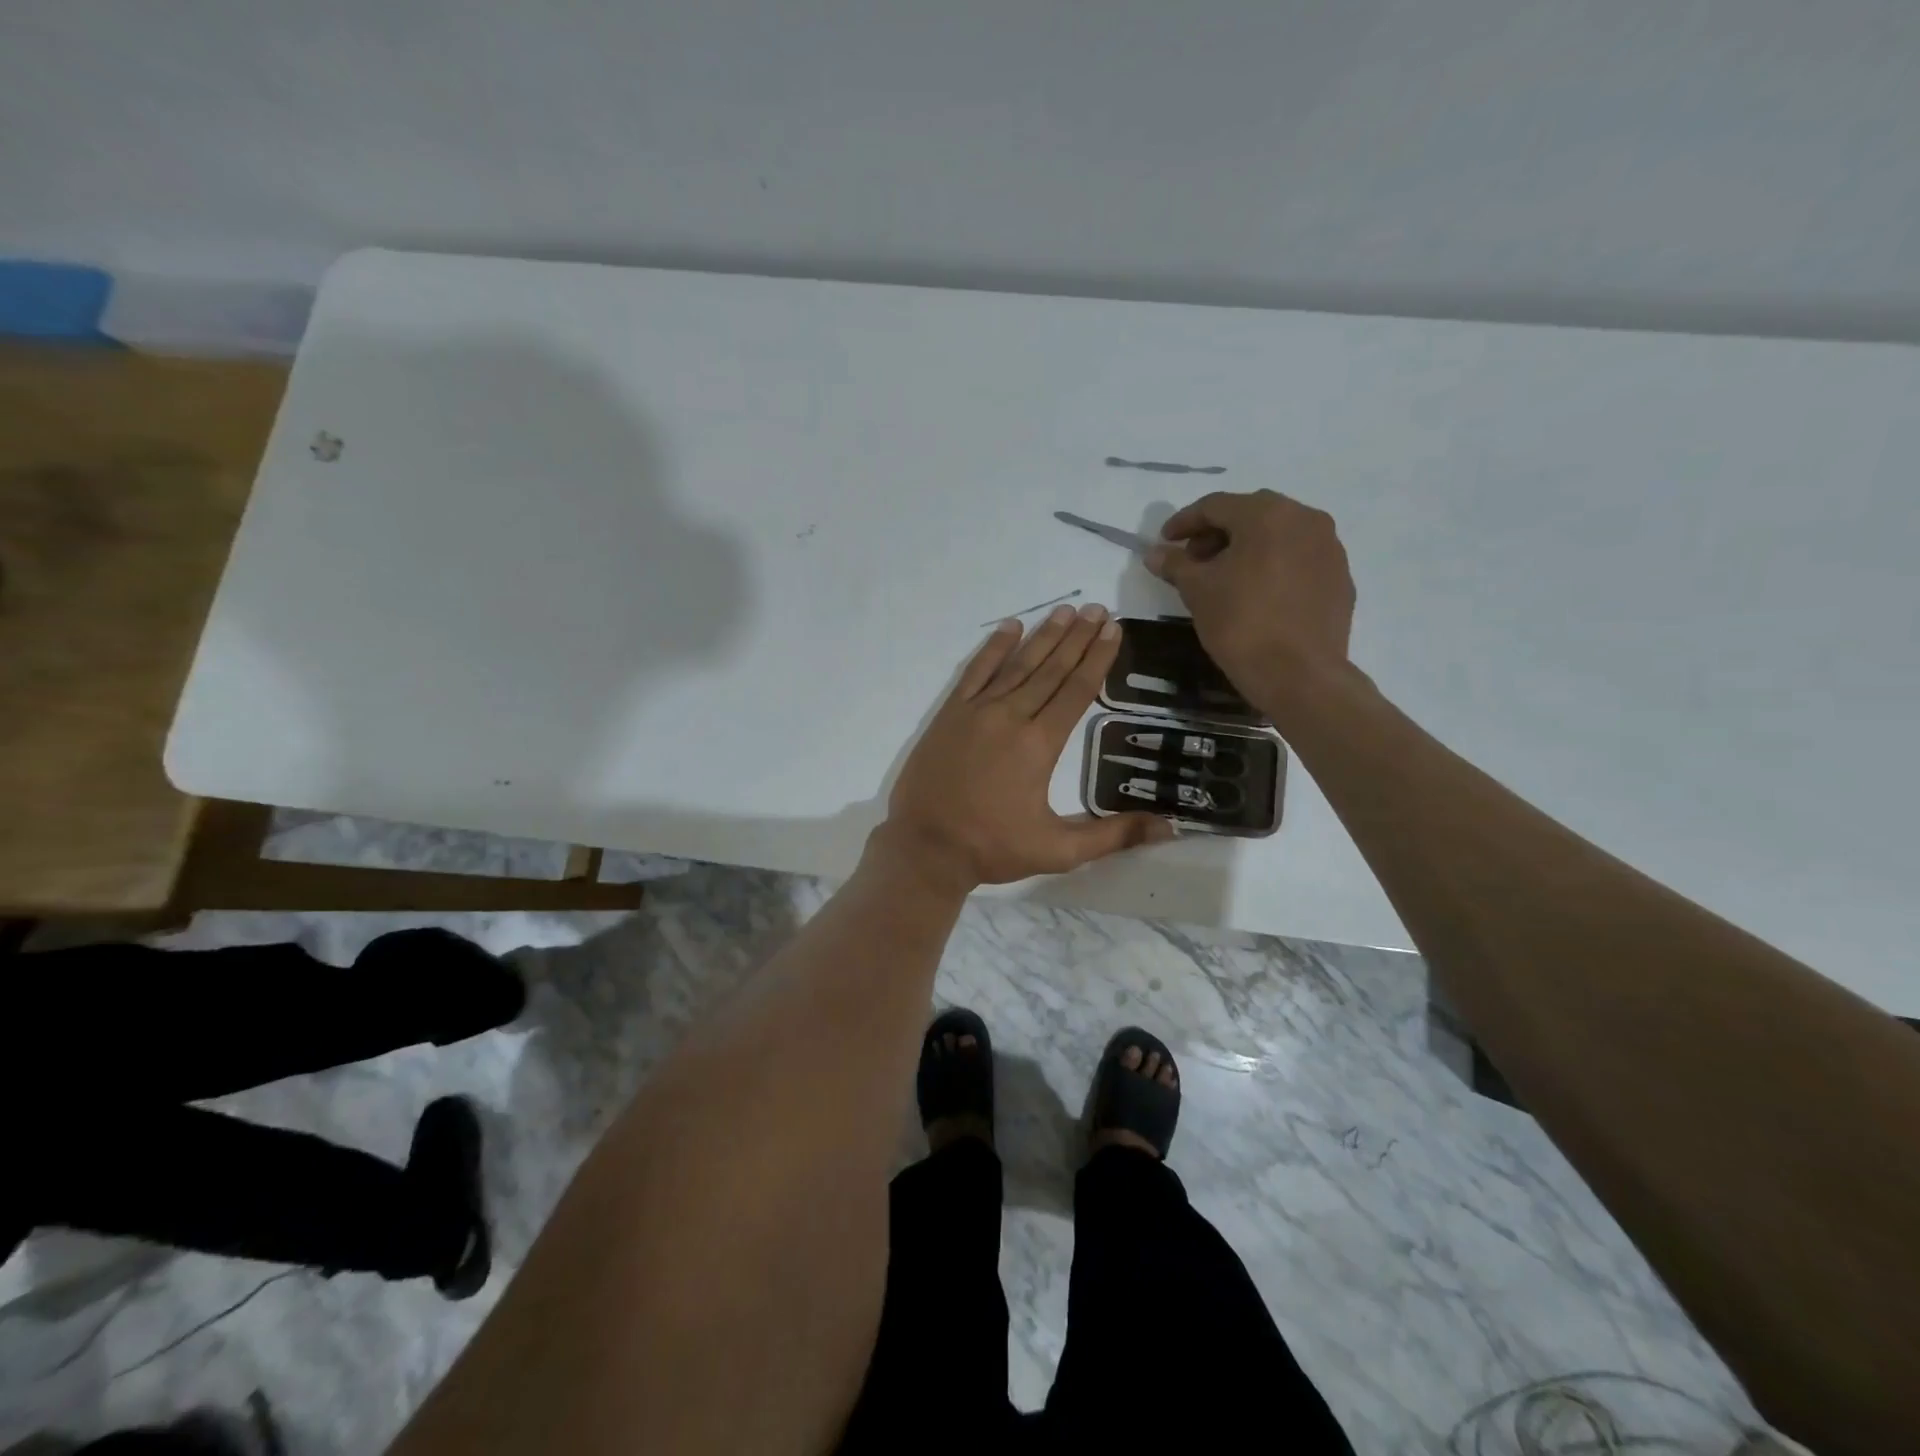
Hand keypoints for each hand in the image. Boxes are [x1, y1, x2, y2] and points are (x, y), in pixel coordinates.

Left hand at [880, 603, 1173, 891]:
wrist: (925, 846)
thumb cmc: (993, 848)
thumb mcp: (1059, 851)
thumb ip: (1113, 836)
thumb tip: (1169, 829)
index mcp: (1039, 744)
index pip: (1076, 691)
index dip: (1097, 659)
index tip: (1113, 630)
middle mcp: (1010, 717)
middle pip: (1051, 669)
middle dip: (1077, 638)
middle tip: (1098, 609)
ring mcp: (976, 711)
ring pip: (1017, 665)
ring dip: (1043, 636)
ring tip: (1066, 611)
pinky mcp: (950, 714)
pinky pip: (975, 671)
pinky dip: (993, 648)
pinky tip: (1010, 627)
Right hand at [1145, 489, 1356, 720]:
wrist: (1299, 675)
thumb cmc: (1242, 624)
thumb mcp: (1197, 591)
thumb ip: (1175, 565)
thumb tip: (1156, 553)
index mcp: (1268, 515)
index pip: (1216, 506)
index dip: (1184, 522)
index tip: (1165, 542)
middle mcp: (1305, 519)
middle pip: (1251, 515)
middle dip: (1217, 533)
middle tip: (1193, 560)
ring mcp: (1329, 548)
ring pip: (1279, 535)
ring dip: (1247, 548)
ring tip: (1224, 577)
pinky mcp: (1340, 577)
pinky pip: (1299, 559)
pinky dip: (1273, 565)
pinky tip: (1257, 593)